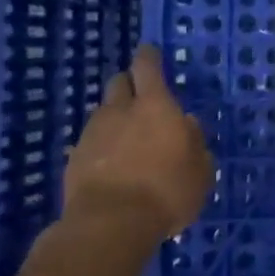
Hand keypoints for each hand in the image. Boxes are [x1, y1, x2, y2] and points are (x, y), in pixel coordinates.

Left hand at [64, 45, 214, 240]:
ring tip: (129, 140)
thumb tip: (188, 125)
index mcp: (155, 105)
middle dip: (129, 85)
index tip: (150, 51)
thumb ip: (195, 142)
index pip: (147, 66)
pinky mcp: (73, 159)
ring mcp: (92, 133)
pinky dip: (102, 147)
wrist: (109, 224)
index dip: (148, 57)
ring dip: (116, 119)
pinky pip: (91, 142)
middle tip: (143, 99)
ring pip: (104, 113)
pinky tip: (113, 166)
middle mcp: (120, 111)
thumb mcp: (200, 170)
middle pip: (119, 83)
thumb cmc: (167, 191)